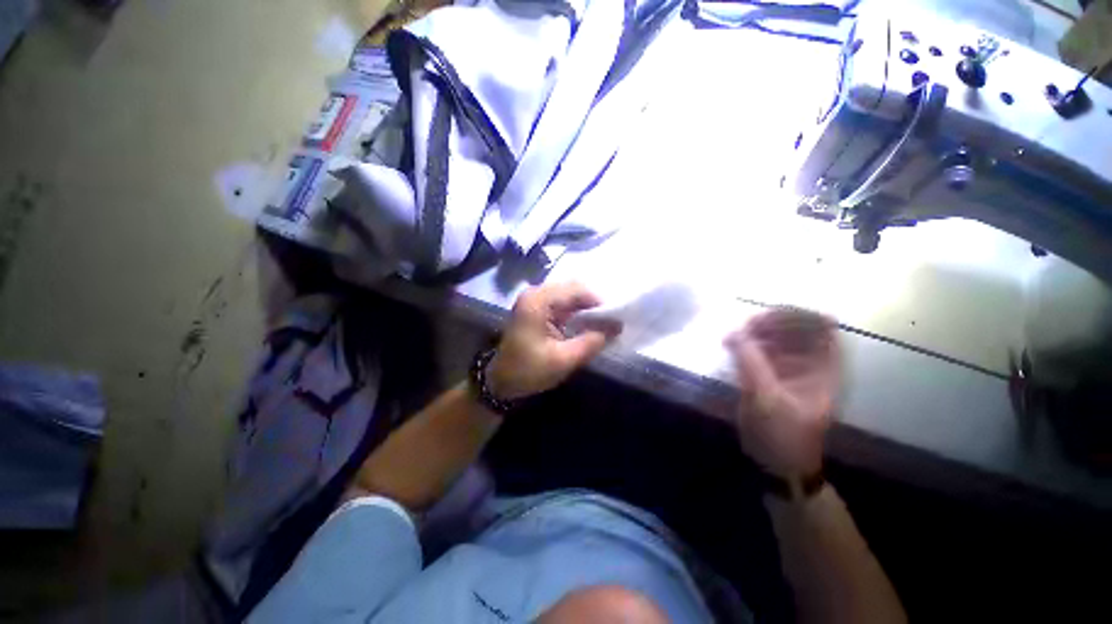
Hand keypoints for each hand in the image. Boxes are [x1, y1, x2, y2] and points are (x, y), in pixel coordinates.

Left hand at [488, 282, 621, 399]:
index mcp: (538, 301)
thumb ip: (591, 342)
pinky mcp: (537, 309)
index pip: (576, 290)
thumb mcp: (563, 360)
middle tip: (609, 323)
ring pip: (570, 295)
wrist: (500, 381)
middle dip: (593, 305)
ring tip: (601, 325)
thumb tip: (617, 327)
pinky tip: (586, 326)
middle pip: (573, 289)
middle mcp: (536, 293)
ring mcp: (535, 300)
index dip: (598, 302)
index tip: (615, 319)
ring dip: (586, 309)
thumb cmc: (527, 371)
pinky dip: (577, 313)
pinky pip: (563, 304)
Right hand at [724, 308, 839, 478]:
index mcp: (825, 368)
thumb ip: (751, 363)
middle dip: (770, 321)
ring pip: (778, 334)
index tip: (766, 318)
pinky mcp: (772, 372)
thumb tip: (734, 331)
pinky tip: (731, 345)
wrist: (777, 462)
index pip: (822, 324)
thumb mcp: (767, 399)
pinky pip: (761, 347)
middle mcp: (811, 362)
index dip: (797, 315)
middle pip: (797, 325)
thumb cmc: (782, 434)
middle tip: (743, 327)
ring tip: (734, 336)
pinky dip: (747, 342)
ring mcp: (791, 367)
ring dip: (755, 330)